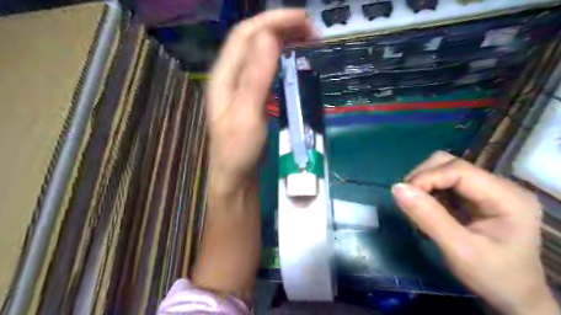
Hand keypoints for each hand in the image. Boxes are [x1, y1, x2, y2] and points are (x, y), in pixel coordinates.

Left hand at [192, 10, 313, 301]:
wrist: (234, 178)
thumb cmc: (237, 152)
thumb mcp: (247, 115)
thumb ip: (256, 77)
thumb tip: (269, 37)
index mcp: (224, 77)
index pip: (247, 35)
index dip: (274, 21)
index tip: (304, 21)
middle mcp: (229, 76)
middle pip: (253, 39)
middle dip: (280, 27)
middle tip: (312, 30)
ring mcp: (239, 86)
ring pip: (259, 52)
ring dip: (281, 40)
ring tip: (306, 39)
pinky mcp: (250, 97)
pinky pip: (264, 69)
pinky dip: (279, 58)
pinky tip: (292, 59)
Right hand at [391, 152, 558, 313]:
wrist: (511, 296)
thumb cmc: (492, 276)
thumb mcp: (458, 250)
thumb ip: (428, 217)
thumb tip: (396, 188)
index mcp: (506, 197)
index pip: (458, 169)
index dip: (426, 178)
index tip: (403, 196)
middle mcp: (498, 186)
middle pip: (448, 164)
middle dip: (422, 179)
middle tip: (408, 202)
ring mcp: (485, 190)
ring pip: (442, 170)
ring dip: (422, 186)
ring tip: (417, 211)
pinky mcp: (473, 197)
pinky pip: (441, 184)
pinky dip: (426, 194)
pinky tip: (426, 213)